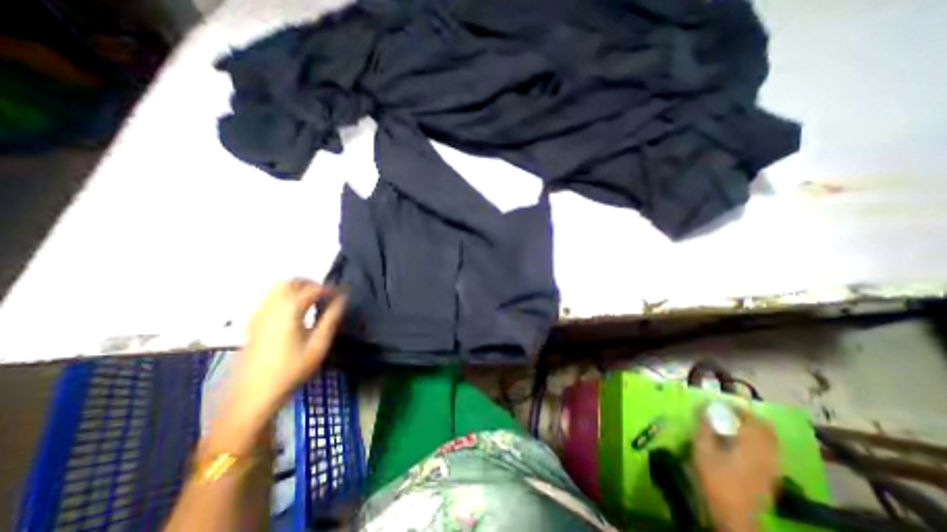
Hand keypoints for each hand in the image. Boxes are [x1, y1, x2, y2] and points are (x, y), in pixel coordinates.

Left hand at [214, 278, 345, 448]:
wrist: (253, 395)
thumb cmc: (292, 370)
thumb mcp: (318, 346)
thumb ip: (331, 319)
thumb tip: (341, 300)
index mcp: (289, 312)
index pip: (311, 289)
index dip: (328, 289)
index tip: (339, 295)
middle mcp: (271, 308)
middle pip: (289, 282)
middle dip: (308, 283)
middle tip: (324, 294)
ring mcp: (258, 315)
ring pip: (276, 289)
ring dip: (295, 288)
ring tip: (311, 300)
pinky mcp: (252, 324)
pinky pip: (269, 299)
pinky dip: (284, 297)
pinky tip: (294, 312)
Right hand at [694, 405, 779, 529]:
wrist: (734, 517)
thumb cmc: (715, 479)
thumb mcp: (702, 449)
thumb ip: (704, 427)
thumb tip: (704, 407)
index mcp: (752, 445)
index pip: (752, 419)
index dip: (738, 408)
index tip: (722, 403)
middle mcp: (768, 454)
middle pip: (766, 429)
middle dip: (749, 418)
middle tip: (728, 413)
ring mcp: (773, 467)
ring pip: (771, 441)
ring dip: (754, 430)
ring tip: (734, 426)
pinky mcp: (772, 477)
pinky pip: (770, 452)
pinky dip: (758, 442)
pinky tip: (742, 444)